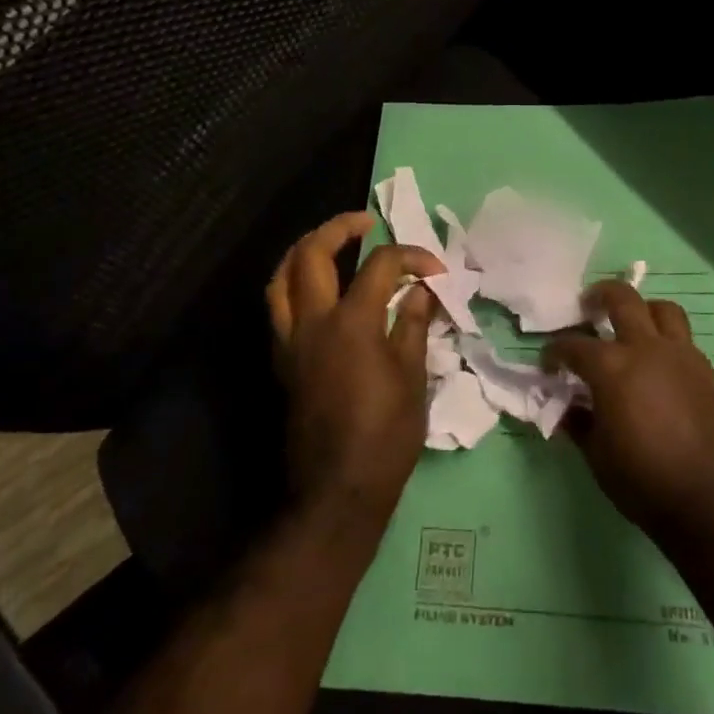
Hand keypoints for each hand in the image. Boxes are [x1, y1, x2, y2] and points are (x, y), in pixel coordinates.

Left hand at [266, 213, 442, 516]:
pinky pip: (278, 307)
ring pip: (281, 277)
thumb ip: (415, 324)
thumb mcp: (413, 377)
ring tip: (332, 244)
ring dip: (305, 251)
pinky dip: (294, 284)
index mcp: (352, 323)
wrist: (338, 490)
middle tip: (366, 222)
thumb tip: (422, 290)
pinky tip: (317, 289)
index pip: (380, 265)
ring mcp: (291, 341)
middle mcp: (313, 322)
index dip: (411, 257)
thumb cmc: (386, 435)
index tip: (435, 270)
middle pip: (312, 254)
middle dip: (339, 228)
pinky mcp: (283, 361)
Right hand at [543, 280, 713, 541]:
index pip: (574, 345)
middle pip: (623, 299)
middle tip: (588, 305)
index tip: (549, 363)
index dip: (555, 352)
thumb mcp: (597, 456)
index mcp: (612, 367)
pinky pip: (683, 340)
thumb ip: (579, 423)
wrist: (709, 501)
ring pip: (663, 309)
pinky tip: (659, 364)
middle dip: (600, 296)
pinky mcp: (705, 372)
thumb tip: (568, 408)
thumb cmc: (642, 479)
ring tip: (632, 325)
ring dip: (643, 310)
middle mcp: (646, 349)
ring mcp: (681, 356)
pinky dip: (667, 342)